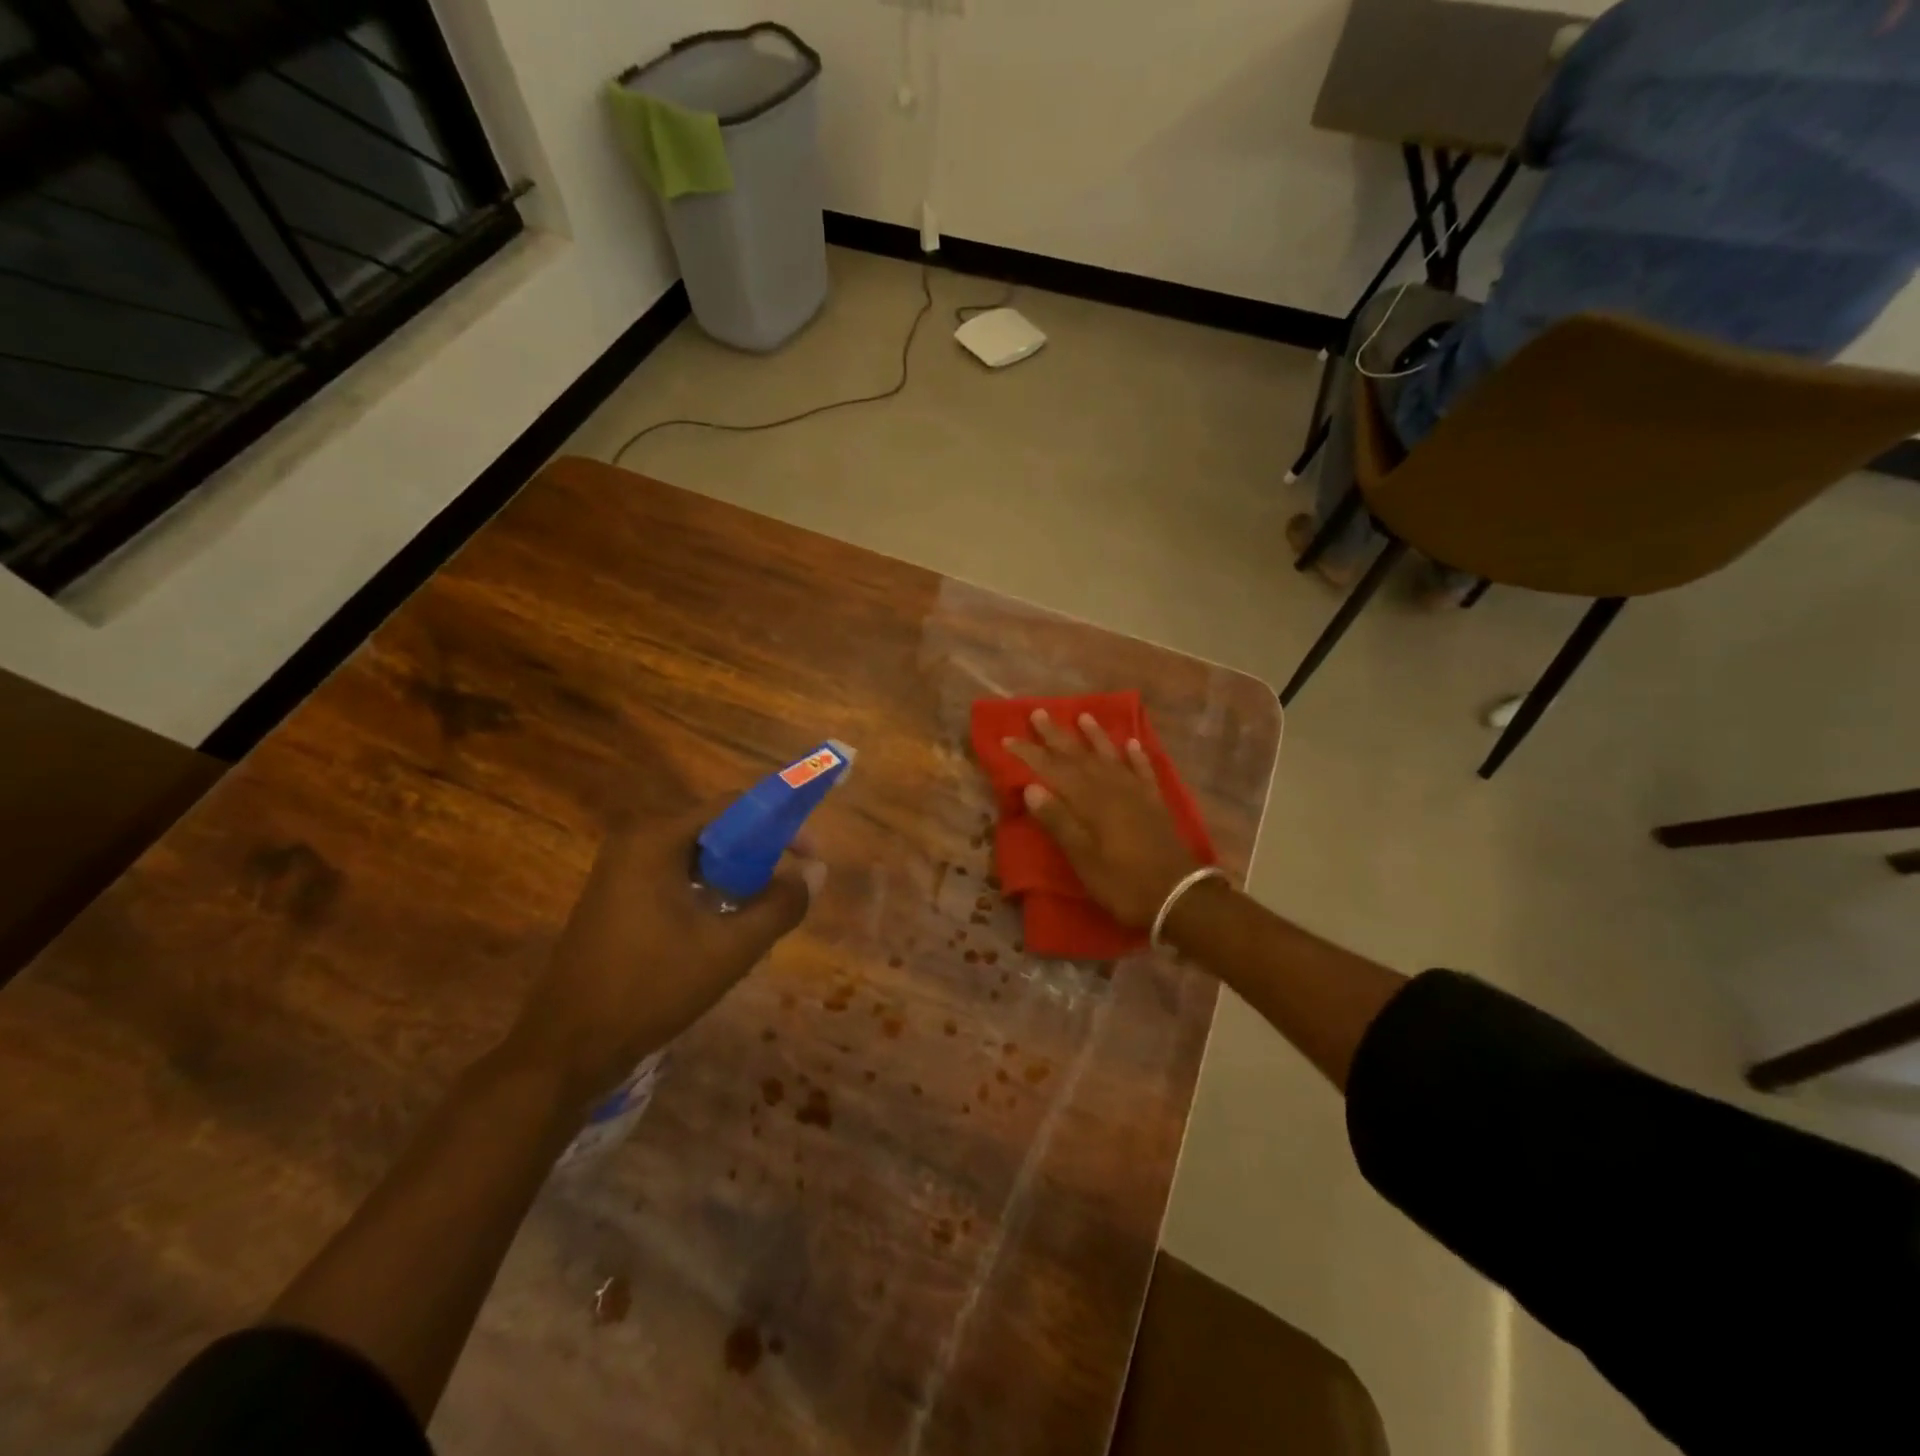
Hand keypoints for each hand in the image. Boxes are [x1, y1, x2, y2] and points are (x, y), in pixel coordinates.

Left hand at [503, 802, 825, 1107]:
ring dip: (737, 874)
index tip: (811, 855)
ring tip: (765, 908)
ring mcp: (622, 869)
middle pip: (716, 829)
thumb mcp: (729, 949)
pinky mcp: (618, 895)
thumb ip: (780, 905)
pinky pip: (678, 876)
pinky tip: (728, 923)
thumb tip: (817, 871)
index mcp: (656, 838)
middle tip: (792, 886)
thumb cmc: (650, 989)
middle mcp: (636, 841)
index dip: (779, 824)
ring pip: (699, 856)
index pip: (733, 806)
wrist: (567, 1048)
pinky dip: (710, 889)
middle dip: (761, 852)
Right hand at [1003, 710, 1199, 926]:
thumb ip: (1058, 821)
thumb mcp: (1083, 859)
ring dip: (1095, 736)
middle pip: (1079, 756)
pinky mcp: (1155, 802)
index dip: (1029, 754)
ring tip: (1083, 716)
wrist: (1179, 896)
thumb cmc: (1122, 882)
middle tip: (1038, 714)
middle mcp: (1111, 788)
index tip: (1007, 739)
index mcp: (1089, 801)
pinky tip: (1131, 743)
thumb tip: (1031, 787)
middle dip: (1056, 736)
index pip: (1052, 770)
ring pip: (1110, 756)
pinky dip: (1136, 755)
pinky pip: (1143, 770)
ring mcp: (1136, 793)